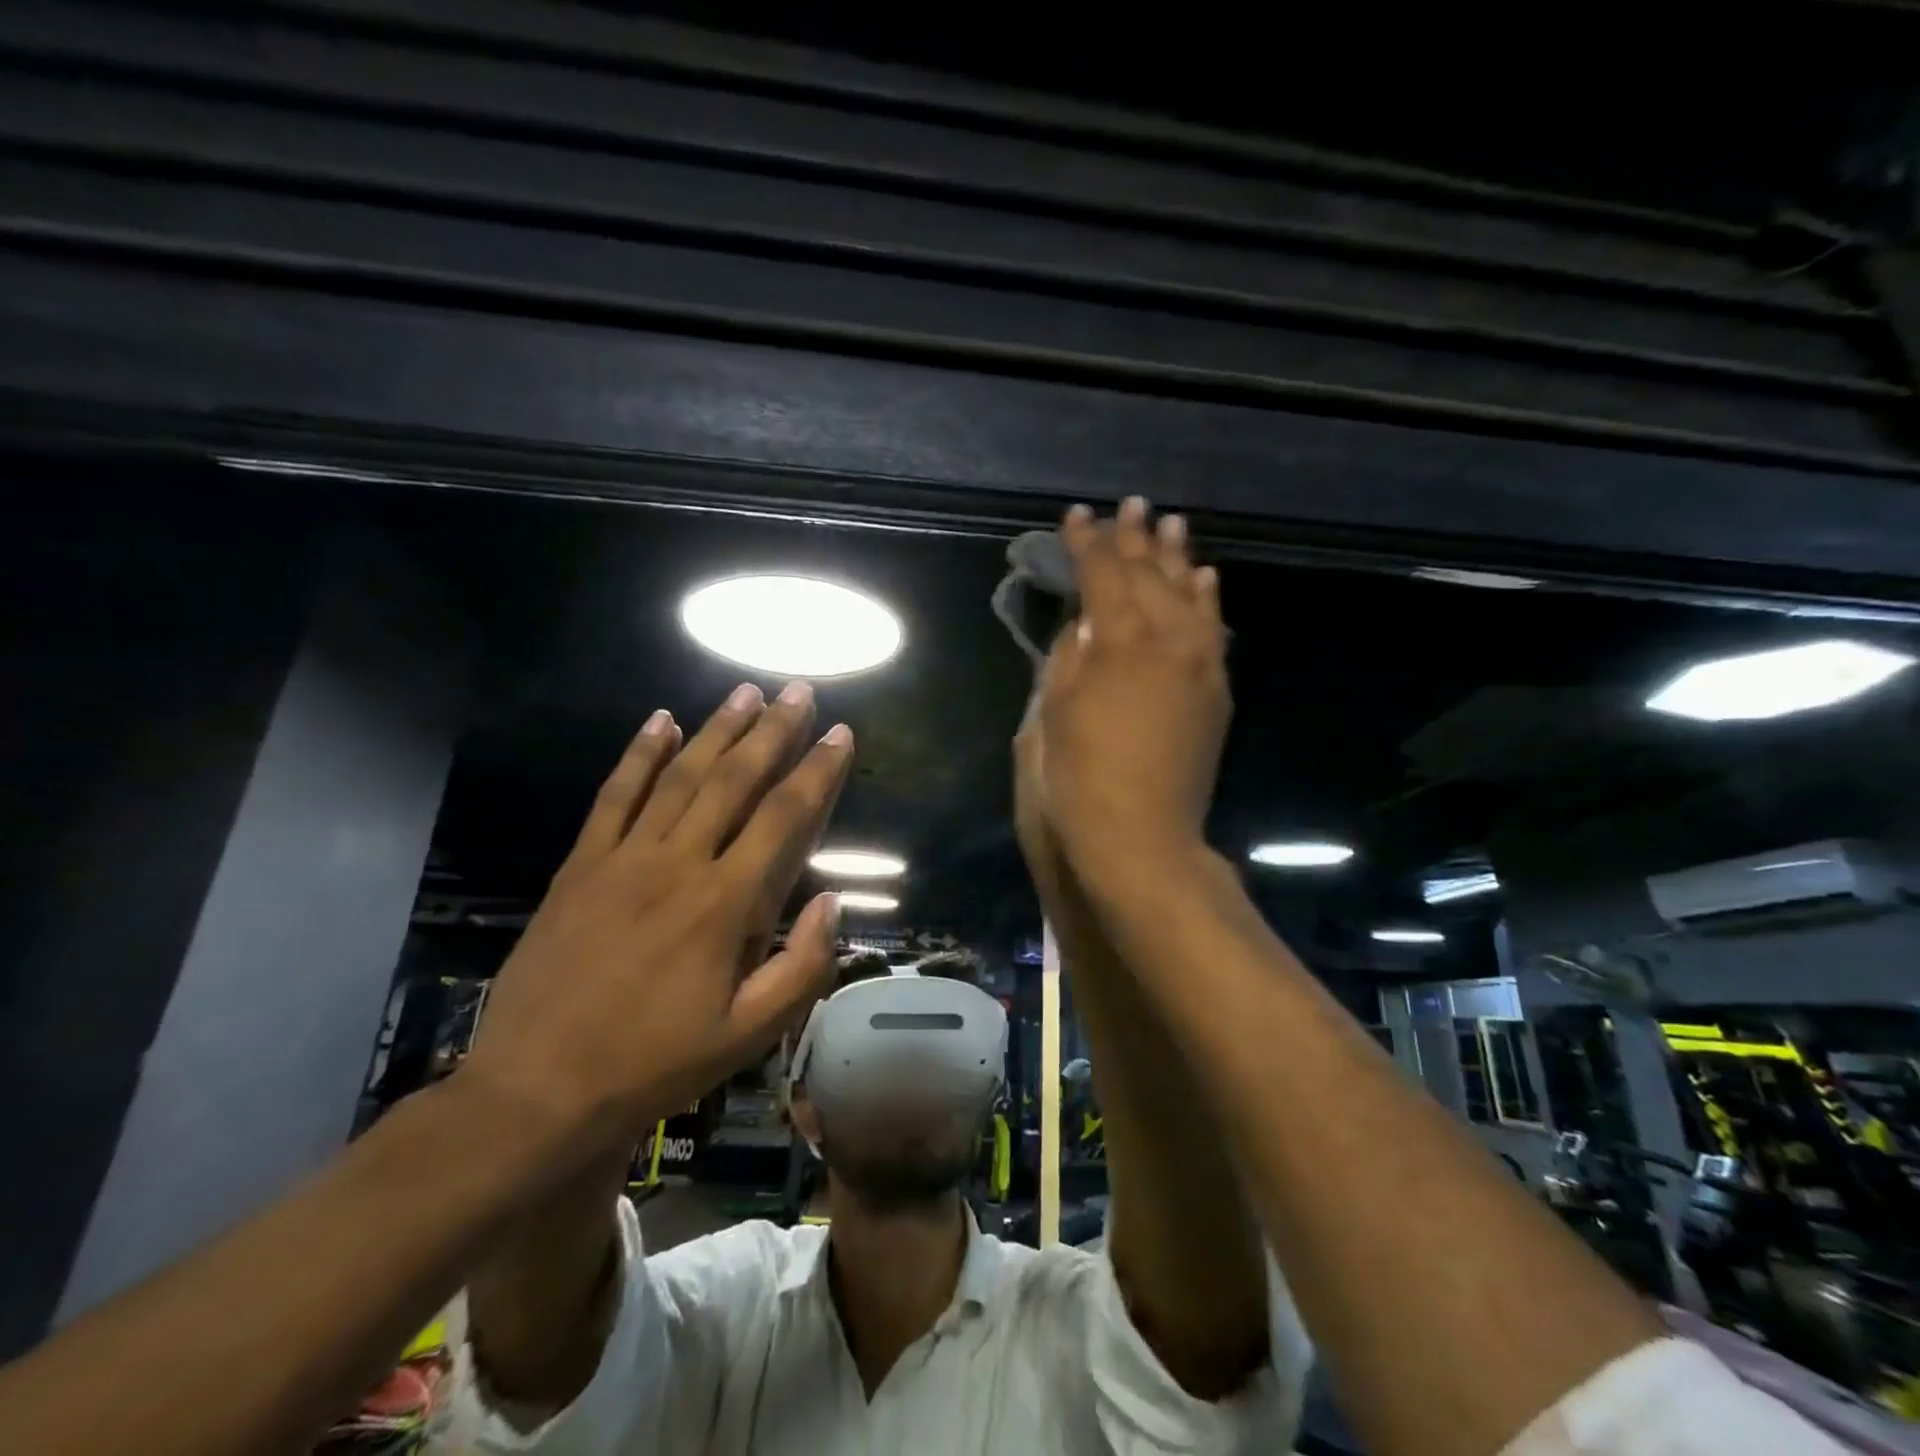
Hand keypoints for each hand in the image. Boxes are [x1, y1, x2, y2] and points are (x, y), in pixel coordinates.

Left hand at [461, 682, 852, 1155]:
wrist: (537, 1092)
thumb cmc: (654, 1065)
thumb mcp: (748, 1036)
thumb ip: (802, 968)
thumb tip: (833, 902)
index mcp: (726, 905)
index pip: (785, 819)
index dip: (818, 772)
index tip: (841, 734)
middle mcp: (679, 865)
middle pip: (735, 781)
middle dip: (773, 731)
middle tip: (797, 689)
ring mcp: (624, 859)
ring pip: (680, 777)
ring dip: (716, 729)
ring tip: (745, 691)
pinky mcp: (581, 865)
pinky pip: (614, 797)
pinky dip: (639, 755)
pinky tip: (659, 721)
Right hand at [1035, 497, 1228, 871]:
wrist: (1141, 838)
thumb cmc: (1078, 777)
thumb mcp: (1051, 711)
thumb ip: (1068, 656)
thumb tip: (1084, 623)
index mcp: (1119, 641)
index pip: (1102, 575)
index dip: (1086, 543)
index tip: (1075, 516)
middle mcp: (1168, 640)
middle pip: (1151, 575)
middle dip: (1135, 538)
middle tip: (1129, 505)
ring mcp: (1200, 665)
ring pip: (1190, 595)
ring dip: (1178, 558)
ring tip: (1172, 525)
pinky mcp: (1215, 692)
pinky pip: (1214, 631)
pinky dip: (1208, 600)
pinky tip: (1206, 580)